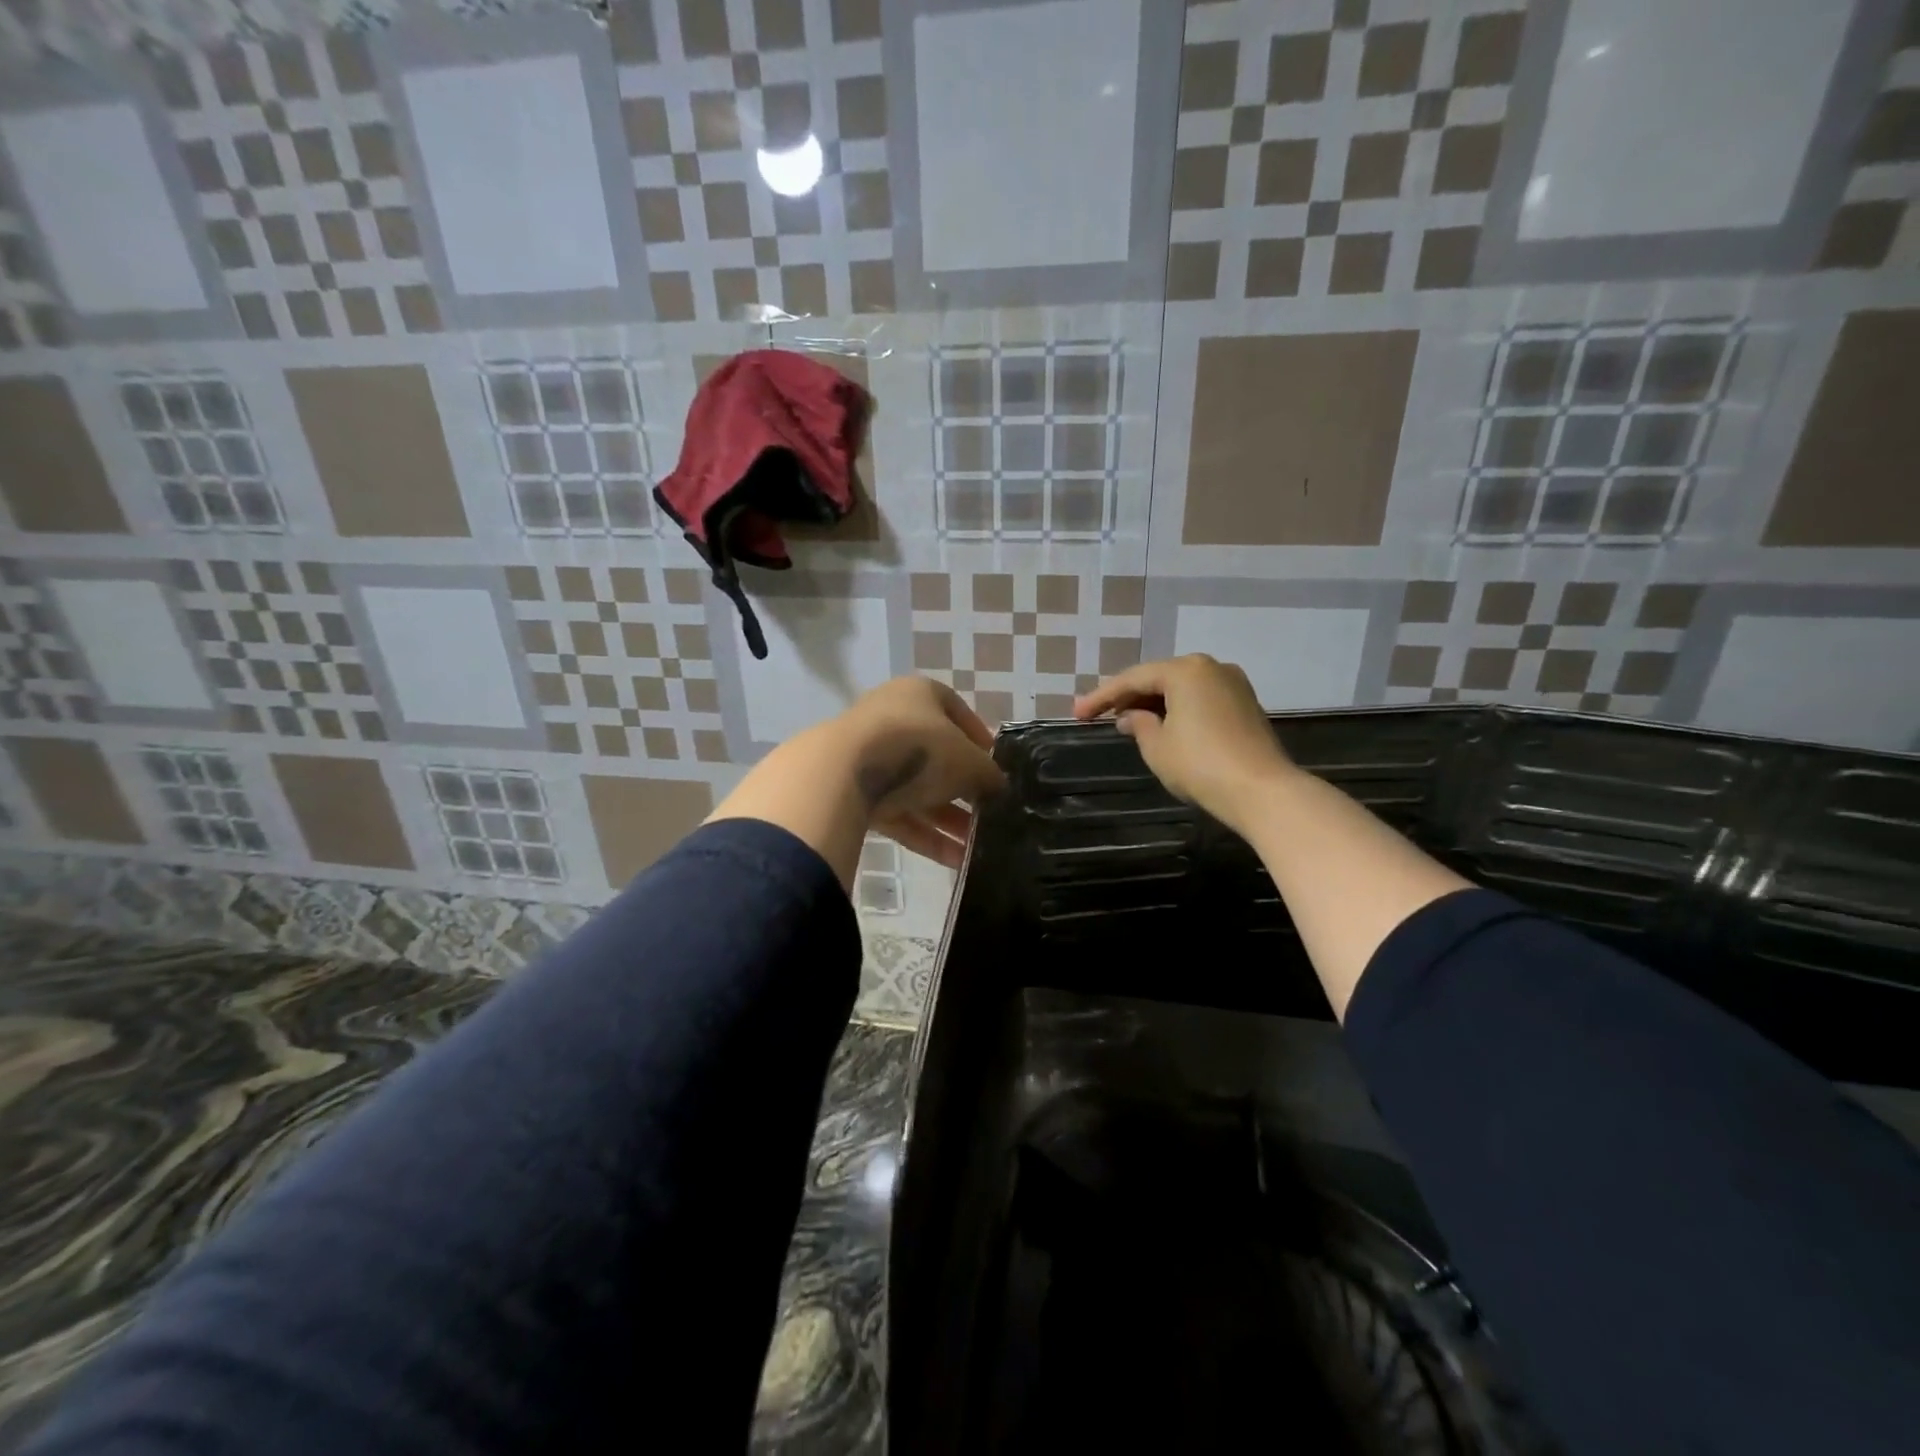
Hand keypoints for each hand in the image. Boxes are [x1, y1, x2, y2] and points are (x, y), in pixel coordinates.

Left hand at [829, 677, 1004, 868]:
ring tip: (977, 847)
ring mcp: (869, 756)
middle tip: (988, 813)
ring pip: (917, 789)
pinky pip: (898, 813)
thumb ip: (988, 775)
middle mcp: (892, 718)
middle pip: (936, 756)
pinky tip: (954, 860)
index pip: (957, 712)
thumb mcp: (969, 761)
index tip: (995, 769)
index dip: (980, 740)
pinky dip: (925, 835)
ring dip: (948, 819)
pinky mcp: (854, 792)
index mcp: (920, 694)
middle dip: (964, 789)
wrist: (845, 772)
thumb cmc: (919, 748)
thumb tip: (999, 788)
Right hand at [1074, 656, 1295, 833]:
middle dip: (1128, 696)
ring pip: (1181, 688)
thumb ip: (1138, 725)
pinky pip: (1200, 699)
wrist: (1262, 791)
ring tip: (1126, 721)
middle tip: (1099, 714)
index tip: (1076, 714)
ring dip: (1153, 703)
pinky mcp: (1245, 705)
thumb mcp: (1157, 747)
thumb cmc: (1201, 765)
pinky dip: (1177, 709)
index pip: (1133, 679)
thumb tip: (1130, 717)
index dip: (1101, 697)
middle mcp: (1211, 667)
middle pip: (1159, 678)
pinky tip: (1162, 725)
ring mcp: (1233, 684)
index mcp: (1186, 670)